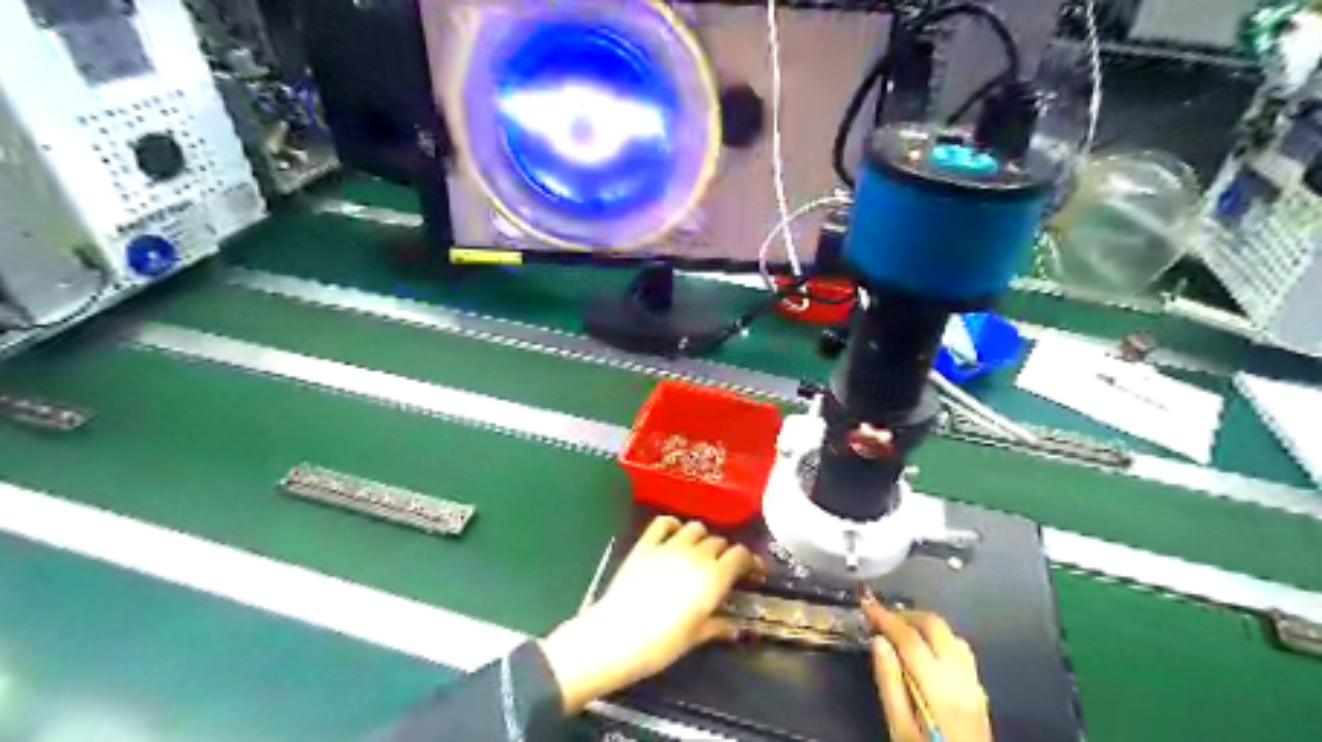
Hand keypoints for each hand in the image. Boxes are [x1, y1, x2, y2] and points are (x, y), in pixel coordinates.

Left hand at [538, 515, 766, 712]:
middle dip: (724, 553)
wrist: (617, 636)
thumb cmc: (662, 644)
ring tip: (697, 552)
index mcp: (714, 578)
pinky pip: (664, 522)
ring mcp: (670, 546)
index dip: (748, 561)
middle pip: (719, 542)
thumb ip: (718, 626)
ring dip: (701, 538)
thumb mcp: (695, 638)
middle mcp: (697, 555)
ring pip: (696, 527)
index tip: (749, 571)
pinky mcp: (646, 544)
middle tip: (720, 569)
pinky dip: (673, 525)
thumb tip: (735, 628)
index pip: (740, 555)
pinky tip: (673, 536)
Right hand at [871, 592, 991, 741]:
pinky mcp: (980, 692)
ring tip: (900, 630)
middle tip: (882, 617)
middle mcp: (961, 678)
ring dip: (924, 625)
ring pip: (951, 634)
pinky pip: (961, 651)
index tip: (866, 604)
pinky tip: (927, 649)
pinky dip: (940, 639)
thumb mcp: (899, 729)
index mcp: (938, 688)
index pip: (909, 638)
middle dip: (906, 615)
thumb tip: (878, 642)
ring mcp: (975, 684)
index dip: (885, 617)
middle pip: (935, 626)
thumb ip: (889, 684)